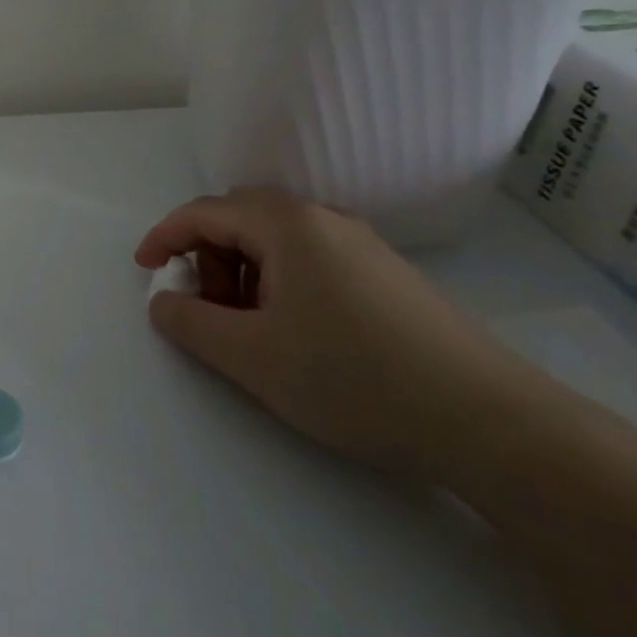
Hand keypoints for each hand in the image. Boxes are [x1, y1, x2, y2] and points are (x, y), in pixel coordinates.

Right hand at [136, 189, 511, 469]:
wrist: (492, 423)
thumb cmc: (354, 377)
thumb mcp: (250, 356)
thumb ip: (189, 323)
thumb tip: (163, 302)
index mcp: (285, 224)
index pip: (203, 212)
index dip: (163, 237)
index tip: (143, 271)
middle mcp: (322, 219)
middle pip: (239, 218)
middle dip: (207, 255)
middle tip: (206, 307)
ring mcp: (361, 245)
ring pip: (277, 239)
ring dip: (244, 271)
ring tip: (252, 328)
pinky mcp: (388, 275)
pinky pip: (311, 258)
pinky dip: (281, 281)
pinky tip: (298, 332)